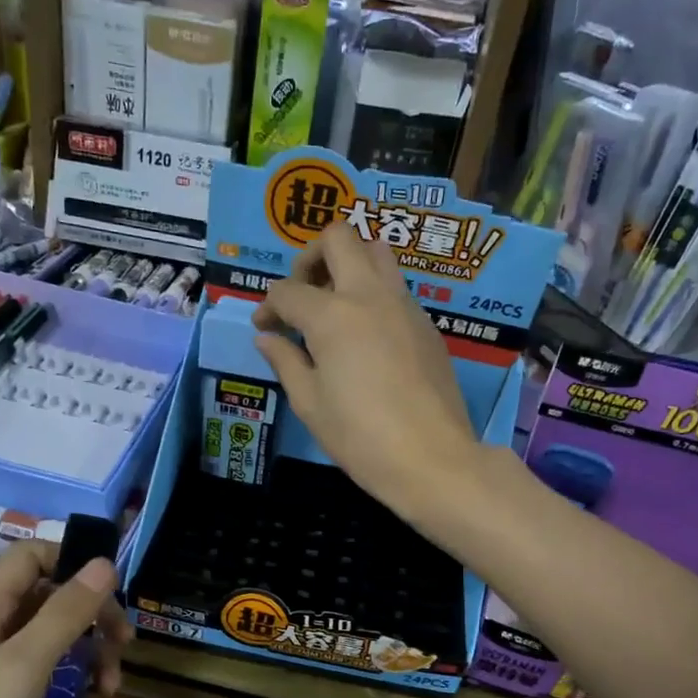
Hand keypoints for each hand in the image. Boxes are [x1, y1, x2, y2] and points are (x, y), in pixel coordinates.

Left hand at [0, 541, 129, 697]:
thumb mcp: (23, 666)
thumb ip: (66, 613)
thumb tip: (105, 563)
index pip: (30, 558)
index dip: (71, 561)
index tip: (113, 588)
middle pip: (53, 603)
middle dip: (94, 621)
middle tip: (125, 646)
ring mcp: (0, 679)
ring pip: (60, 649)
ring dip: (92, 665)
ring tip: (110, 694)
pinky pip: (54, 691)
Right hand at [252, 224, 479, 516]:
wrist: (431, 458)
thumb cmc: (360, 437)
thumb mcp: (310, 404)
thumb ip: (285, 362)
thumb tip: (267, 338)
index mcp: (332, 315)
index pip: (288, 291)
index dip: (268, 306)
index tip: (265, 329)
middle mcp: (369, 295)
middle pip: (339, 238)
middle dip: (311, 256)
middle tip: (303, 294)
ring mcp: (404, 305)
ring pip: (376, 252)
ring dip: (349, 265)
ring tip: (335, 306)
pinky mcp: (426, 325)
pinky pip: (396, 288)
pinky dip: (373, 294)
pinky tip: (366, 336)